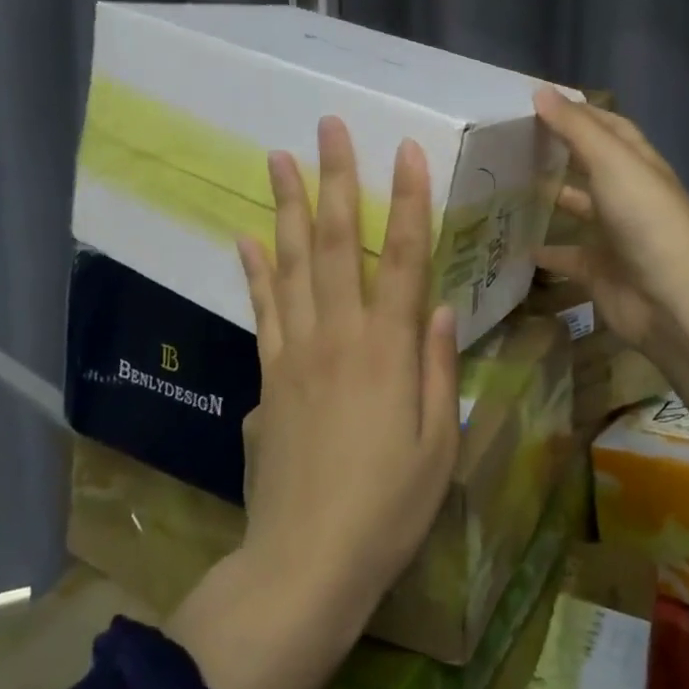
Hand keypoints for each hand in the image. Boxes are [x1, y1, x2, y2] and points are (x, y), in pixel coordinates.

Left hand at [238, 117, 460, 616]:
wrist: (307, 561)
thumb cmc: (389, 508)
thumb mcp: (439, 444)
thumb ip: (440, 368)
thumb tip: (441, 305)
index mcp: (390, 350)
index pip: (405, 257)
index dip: (408, 201)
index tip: (406, 151)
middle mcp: (339, 335)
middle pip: (337, 242)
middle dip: (336, 178)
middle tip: (328, 127)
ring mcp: (295, 351)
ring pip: (292, 263)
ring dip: (287, 206)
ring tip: (278, 158)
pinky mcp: (266, 375)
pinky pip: (262, 310)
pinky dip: (255, 270)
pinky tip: (247, 238)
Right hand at [532, 88, 688, 379]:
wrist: (675, 300)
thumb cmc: (646, 219)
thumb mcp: (612, 162)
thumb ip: (575, 128)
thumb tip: (540, 91)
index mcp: (636, 164)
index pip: (608, 127)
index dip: (578, 113)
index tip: (536, 104)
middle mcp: (627, 196)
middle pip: (590, 166)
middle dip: (558, 154)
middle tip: (510, 143)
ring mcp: (613, 236)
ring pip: (577, 210)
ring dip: (550, 200)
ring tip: (505, 187)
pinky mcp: (598, 272)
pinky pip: (565, 258)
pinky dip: (543, 253)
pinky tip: (513, 244)